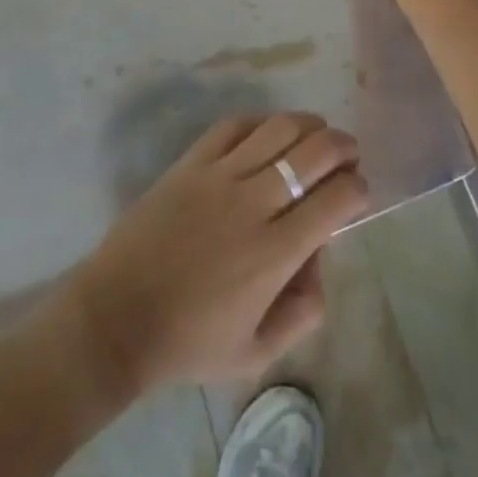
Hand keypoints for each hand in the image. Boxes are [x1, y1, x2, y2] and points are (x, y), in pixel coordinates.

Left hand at [64, 113, 368, 397]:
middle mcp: (253, 205)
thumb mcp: (255, 354)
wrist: (117, 317)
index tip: (360, 192)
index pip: (335, 201)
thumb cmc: (188, 341)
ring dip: (309, 125)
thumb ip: (302, 314)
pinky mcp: (191, 162)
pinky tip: (270, 130)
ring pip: (278, 129)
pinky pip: (234, 126)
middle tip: (349, 154)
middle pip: (313, 153)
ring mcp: (220, 176)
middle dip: (342, 146)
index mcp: (274, 254)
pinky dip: (261, 122)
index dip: (358, 189)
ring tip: (318, 132)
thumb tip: (320, 261)